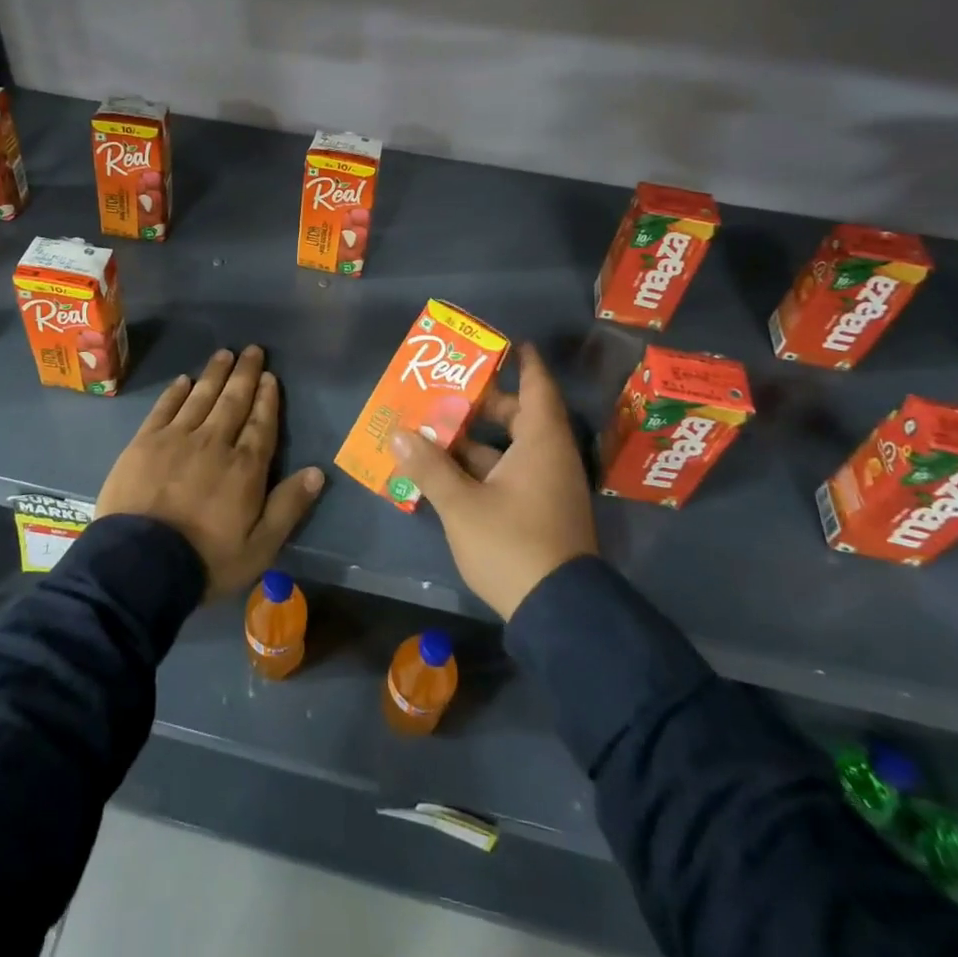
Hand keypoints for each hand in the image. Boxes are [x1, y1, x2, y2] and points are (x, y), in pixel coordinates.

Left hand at [96, 346, 324, 598]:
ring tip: (224, 354)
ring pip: (201, 397)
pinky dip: (176, 392)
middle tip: (252, 350)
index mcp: (244, 467)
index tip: (270, 376)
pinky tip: (184, 380)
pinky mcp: (145, 442)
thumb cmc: (205, 560)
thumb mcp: (259, 547)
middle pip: (233, 402)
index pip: (261, 424)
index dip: (267, 398)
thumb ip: (288, 507)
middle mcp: (214, 442)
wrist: (140, 564)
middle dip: (245, 374)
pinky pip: (165, 408)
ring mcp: (177, 438)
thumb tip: (317, 472)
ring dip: (215, 374)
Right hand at [390, 344, 598, 618]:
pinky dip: (481, 466)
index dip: (525, 363)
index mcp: (541, 443)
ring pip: (509, 448)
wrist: (559, 613)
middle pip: (518, 416)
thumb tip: (399, 434)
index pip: (537, 388)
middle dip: (483, 402)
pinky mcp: (540, 512)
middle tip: (446, 388)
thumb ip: (430, 467)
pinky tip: (446, 469)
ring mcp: (547, 487)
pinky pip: (508, 473)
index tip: (508, 343)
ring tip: (434, 426)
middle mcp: (549, 458)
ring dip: (475, 438)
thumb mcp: (463, 505)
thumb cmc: (514, 545)